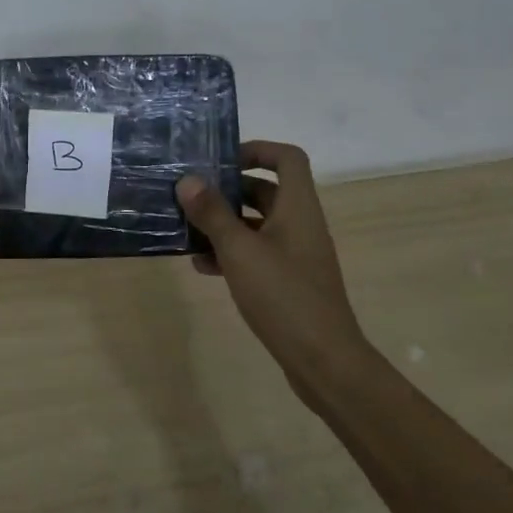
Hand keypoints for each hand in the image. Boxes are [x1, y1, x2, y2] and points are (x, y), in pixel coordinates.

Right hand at [176, 141, 369, 391]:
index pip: (288, 158)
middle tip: (191, 194)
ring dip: (224, 223)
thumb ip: (212, 213)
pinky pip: (256, 253)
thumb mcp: (240, 251)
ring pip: (256, 224)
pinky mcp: (288, 282)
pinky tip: (202, 266)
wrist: (324, 362)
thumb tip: (187, 179)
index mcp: (298, 208)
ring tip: (187, 230)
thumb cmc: (284, 296)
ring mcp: (296, 255)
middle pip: (266, 190)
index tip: (221, 160)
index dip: (257, 150)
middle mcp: (300, 224)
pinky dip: (231, 253)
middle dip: (228, 190)